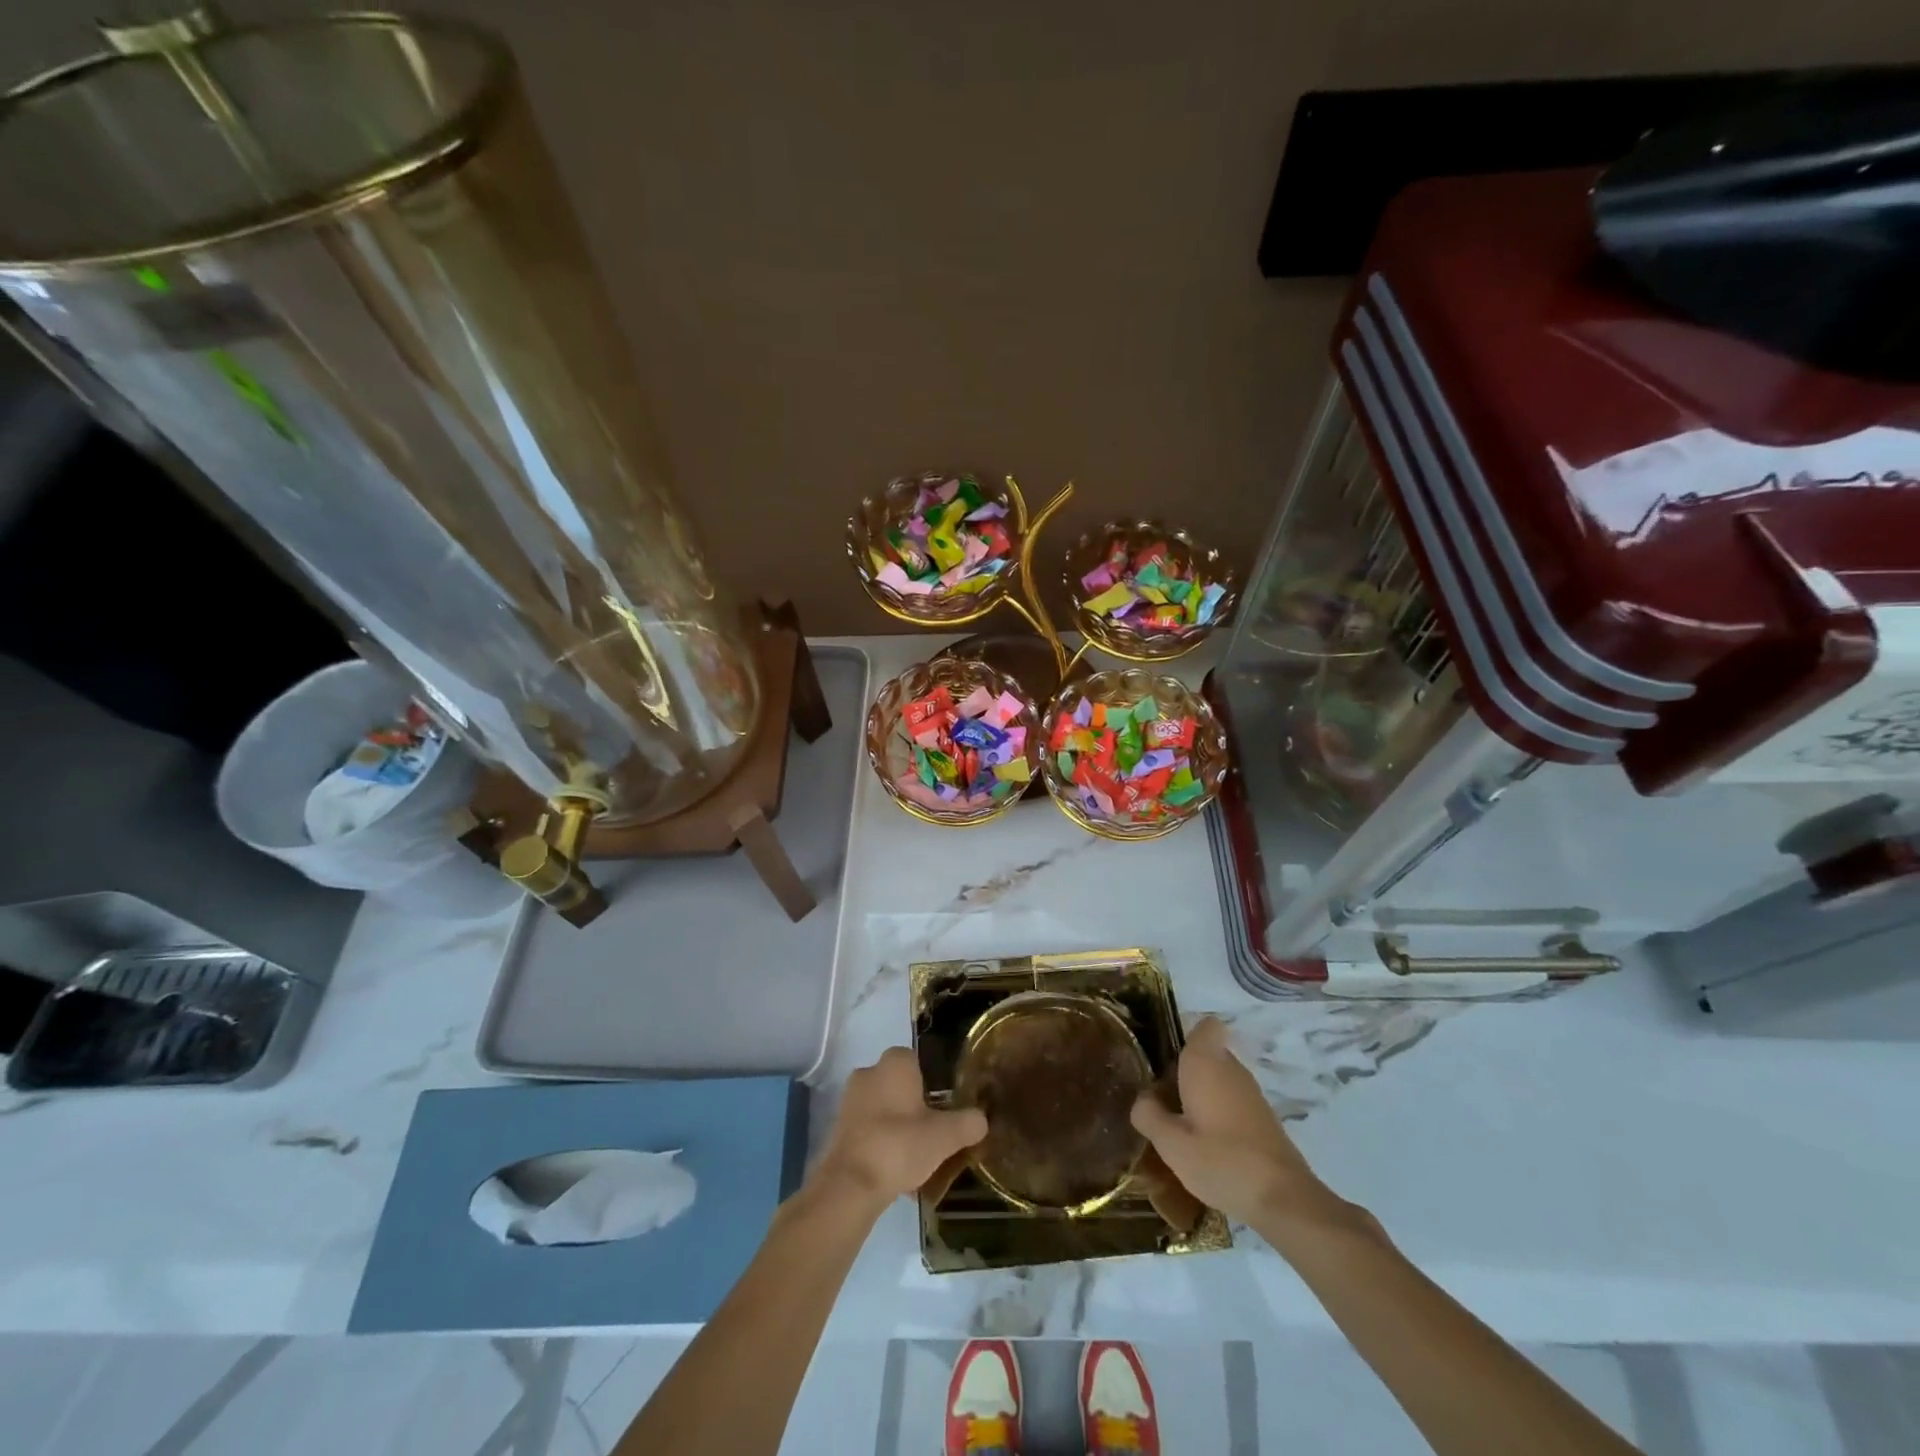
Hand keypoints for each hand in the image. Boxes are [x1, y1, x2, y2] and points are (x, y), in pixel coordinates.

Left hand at [811, 1047, 987, 1208]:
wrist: (849, 1186)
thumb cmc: (899, 1145)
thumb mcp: (946, 1136)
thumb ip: (968, 1123)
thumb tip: (981, 1119)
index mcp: (894, 1063)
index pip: (918, 1061)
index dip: (934, 1082)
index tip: (946, 1108)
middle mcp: (868, 1073)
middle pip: (901, 1087)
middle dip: (916, 1108)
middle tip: (935, 1134)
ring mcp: (849, 1101)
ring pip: (885, 1110)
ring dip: (900, 1129)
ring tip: (919, 1161)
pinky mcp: (838, 1129)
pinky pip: (870, 1131)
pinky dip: (883, 1146)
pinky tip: (898, 1175)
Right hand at [1130, 1017, 1343, 1229]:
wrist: (1284, 1199)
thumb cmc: (1221, 1161)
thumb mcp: (1171, 1144)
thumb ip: (1149, 1115)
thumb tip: (1143, 1099)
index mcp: (1206, 1062)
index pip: (1204, 1025)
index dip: (1184, 1036)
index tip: (1164, 1061)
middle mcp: (1231, 1068)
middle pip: (1205, 1056)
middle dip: (1183, 1073)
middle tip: (1161, 1103)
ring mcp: (1251, 1093)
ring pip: (1218, 1080)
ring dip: (1199, 1096)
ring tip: (1179, 1129)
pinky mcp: (1263, 1118)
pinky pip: (1231, 1102)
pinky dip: (1217, 1115)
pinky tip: (1206, 1147)